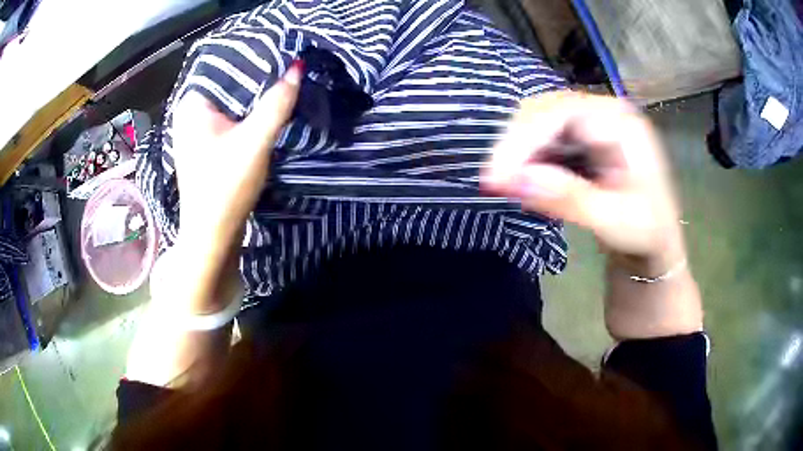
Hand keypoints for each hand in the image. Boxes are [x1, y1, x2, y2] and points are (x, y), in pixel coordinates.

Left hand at [171, 62, 302, 246]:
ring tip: (283, 84)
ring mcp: (196, 130)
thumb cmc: (225, 187)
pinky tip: (267, 111)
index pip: (227, 65)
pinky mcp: (206, 145)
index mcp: (192, 103)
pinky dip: (248, 114)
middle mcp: (189, 112)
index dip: (256, 58)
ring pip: (231, 101)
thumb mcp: (255, 141)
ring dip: (254, 97)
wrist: (212, 235)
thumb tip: (298, 66)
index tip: (285, 53)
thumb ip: (277, 102)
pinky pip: (230, 118)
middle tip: (289, 67)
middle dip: (257, 78)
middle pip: (229, 84)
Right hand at [483, 91, 684, 273]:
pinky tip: (521, 180)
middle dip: (515, 144)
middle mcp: (603, 111)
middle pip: (545, 110)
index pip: (563, 113)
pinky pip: (542, 137)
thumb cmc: (645, 232)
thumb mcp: (614, 221)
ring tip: (503, 184)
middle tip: (493, 183)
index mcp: (621, 122)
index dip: (524, 138)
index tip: (496, 175)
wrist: (653, 241)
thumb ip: (568, 199)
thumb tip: (511, 181)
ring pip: (538, 122)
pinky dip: (526, 158)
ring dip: (517, 151)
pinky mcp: (579, 137)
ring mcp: (590, 121)